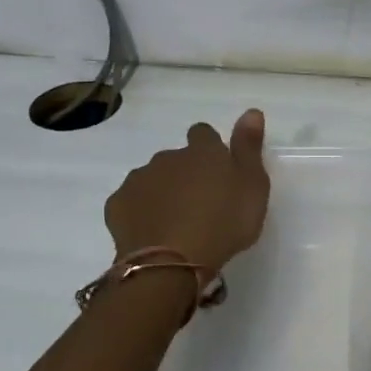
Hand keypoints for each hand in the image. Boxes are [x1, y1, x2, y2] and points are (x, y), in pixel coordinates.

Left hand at [105, 110, 270, 271]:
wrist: (172, 260)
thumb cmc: (224, 222)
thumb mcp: (253, 186)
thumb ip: (249, 148)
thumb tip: (252, 111)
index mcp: (202, 152)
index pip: (203, 134)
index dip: (210, 148)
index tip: (218, 169)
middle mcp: (167, 158)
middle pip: (177, 159)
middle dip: (186, 174)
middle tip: (202, 204)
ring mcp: (138, 180)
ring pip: (153, 179)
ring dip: (164, 192)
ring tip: (179, 221)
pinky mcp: (118, 205)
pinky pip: (132, 202)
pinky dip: (142, 211)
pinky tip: (154, 231)